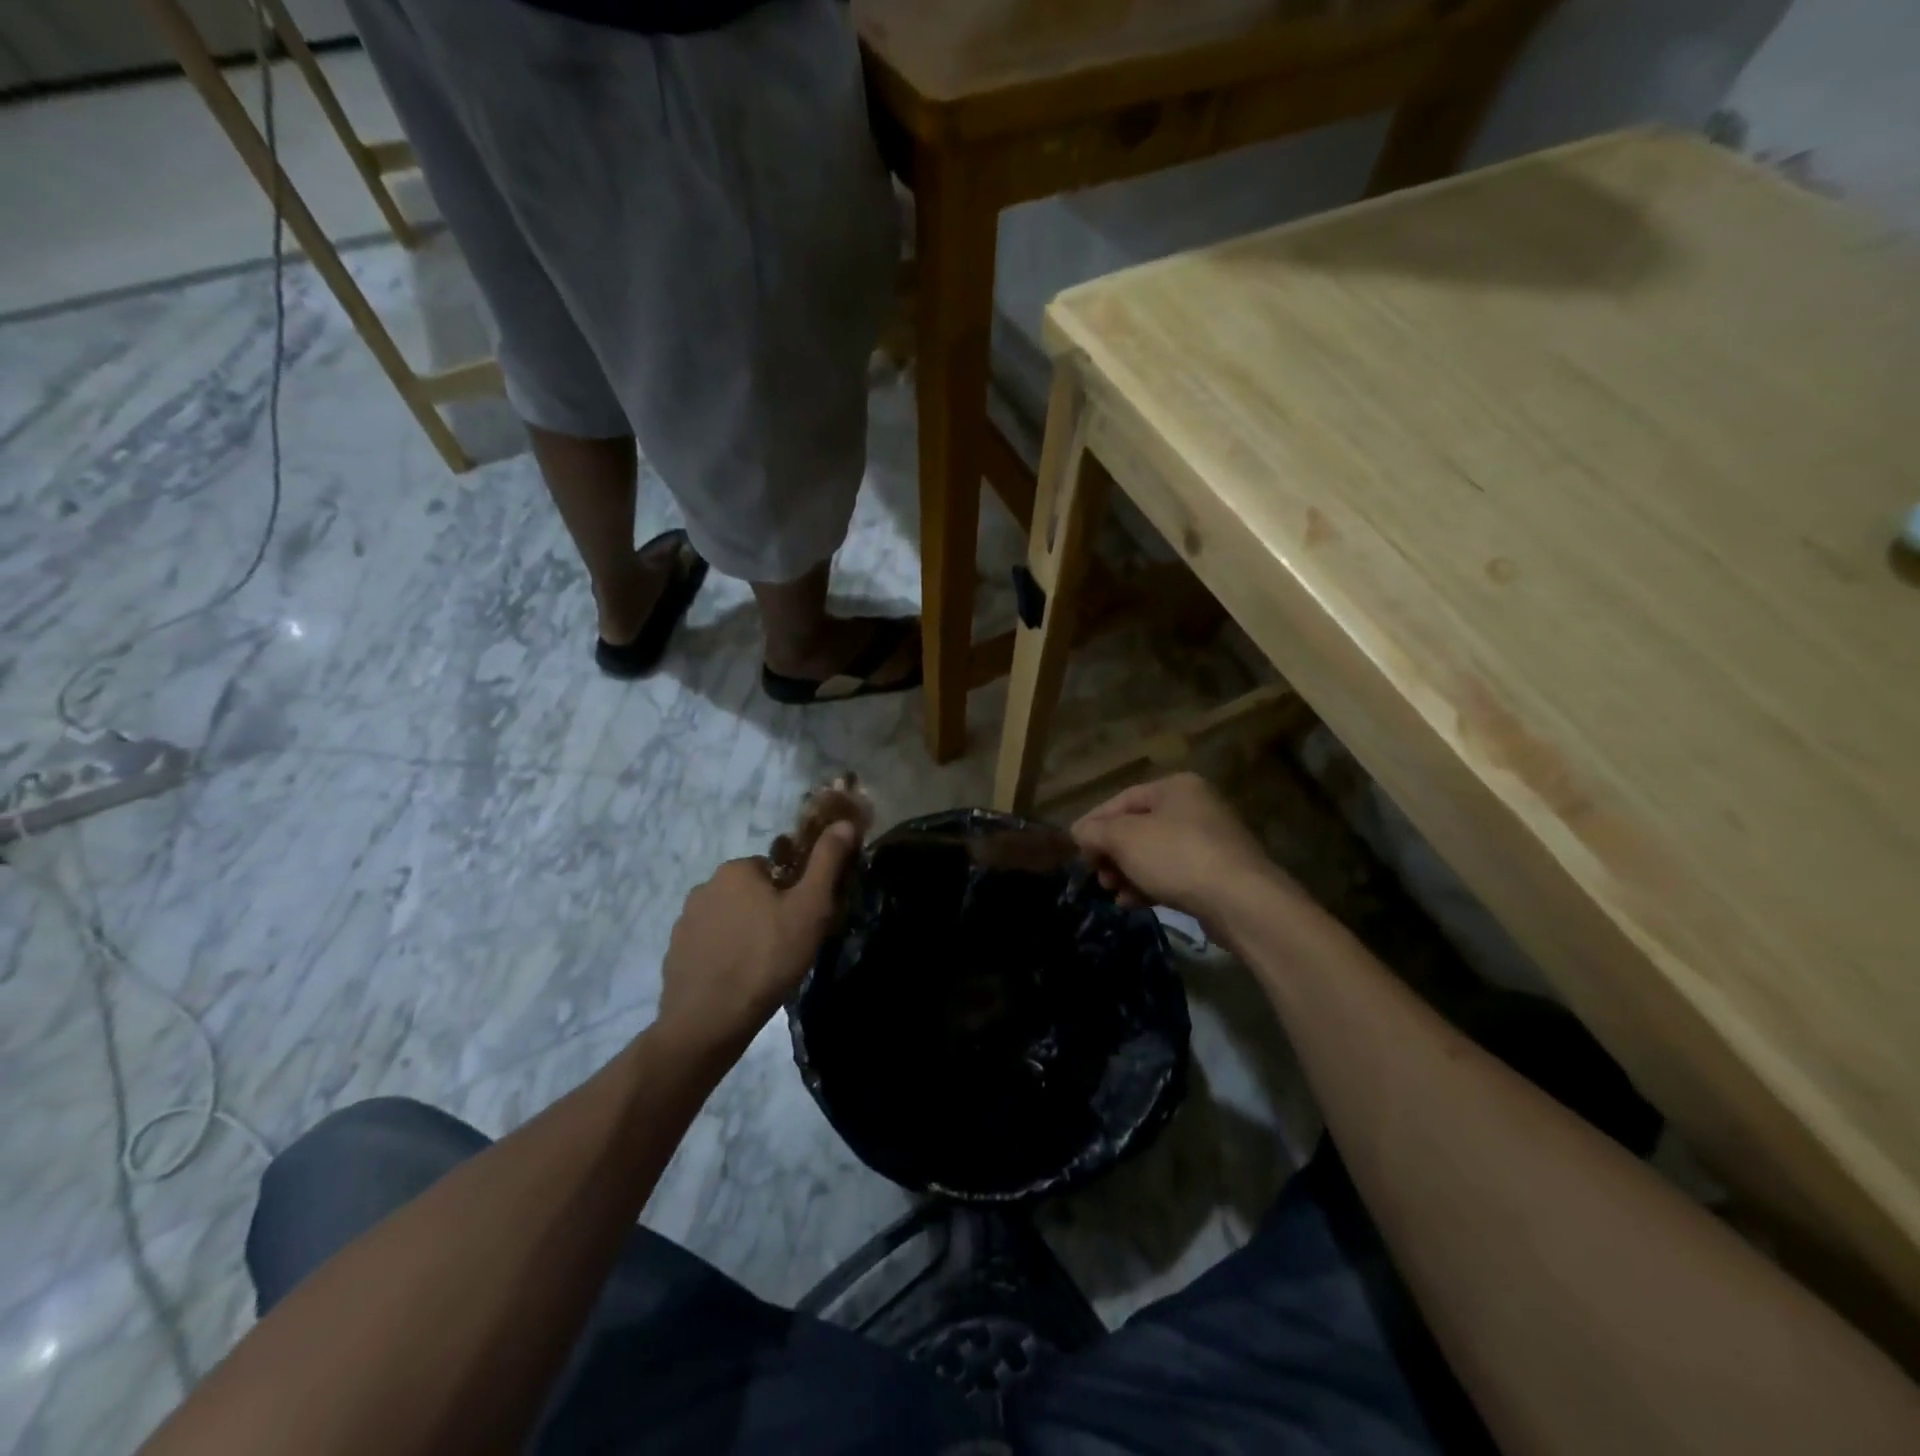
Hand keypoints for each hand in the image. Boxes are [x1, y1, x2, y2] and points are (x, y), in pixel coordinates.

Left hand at [658, 822, 860, 1056]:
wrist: (709, 1021)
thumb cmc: (768, 957)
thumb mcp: (811, 907)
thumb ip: (827, 861)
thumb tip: (844, 823)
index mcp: (736, 869)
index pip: (775, 869)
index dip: (794, 894)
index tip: (803, 922)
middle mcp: (704, 886)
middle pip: (750, 892)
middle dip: (768, 912)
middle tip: (788, 945)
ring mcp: (684, 922)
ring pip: (729, 919)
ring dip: (745, 933)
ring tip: (764, 967)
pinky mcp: (674, 953)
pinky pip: (709, 945)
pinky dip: (724, 956)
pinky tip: (738, 981)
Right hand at [1072, 772, 1288, 926]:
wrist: (1241, 901)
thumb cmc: (1177, 857)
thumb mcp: (1125, 838)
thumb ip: (1095, 831)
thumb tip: (1079, 832)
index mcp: (1176, 787)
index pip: (1122, 799)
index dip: (1094, 823)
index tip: (1076, 849)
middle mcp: (1195, 806)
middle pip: (1138, 827)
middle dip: (1112, 852)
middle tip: (1098, 875)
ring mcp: (1210, 840)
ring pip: (1154, 853)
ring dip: (1127, 872)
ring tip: (1113, 893)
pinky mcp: (1217, 873)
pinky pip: (1173, 873)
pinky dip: (1150, 884)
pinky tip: (1133, 903)